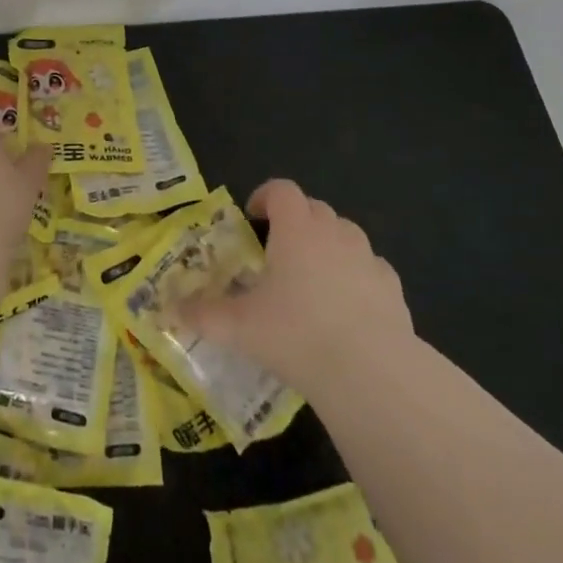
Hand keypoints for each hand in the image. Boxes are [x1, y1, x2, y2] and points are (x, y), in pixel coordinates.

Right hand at [177, 179, 411, 394]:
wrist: (371, 372)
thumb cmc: (297, 334)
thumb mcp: (239, 327)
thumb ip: (203, 315)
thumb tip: (169, 311)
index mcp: (296, 229)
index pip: (281, 190)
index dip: (265, 196)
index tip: (253, 219)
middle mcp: (333, 232)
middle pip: (314, 208)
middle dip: (295, 221)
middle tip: (277, 253)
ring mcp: (367, 258)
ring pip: (345, 234)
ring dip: (328, 244)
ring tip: (313, 279)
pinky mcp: (393, 288)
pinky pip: (371, 268)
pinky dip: (357, 276)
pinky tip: (348, 308)